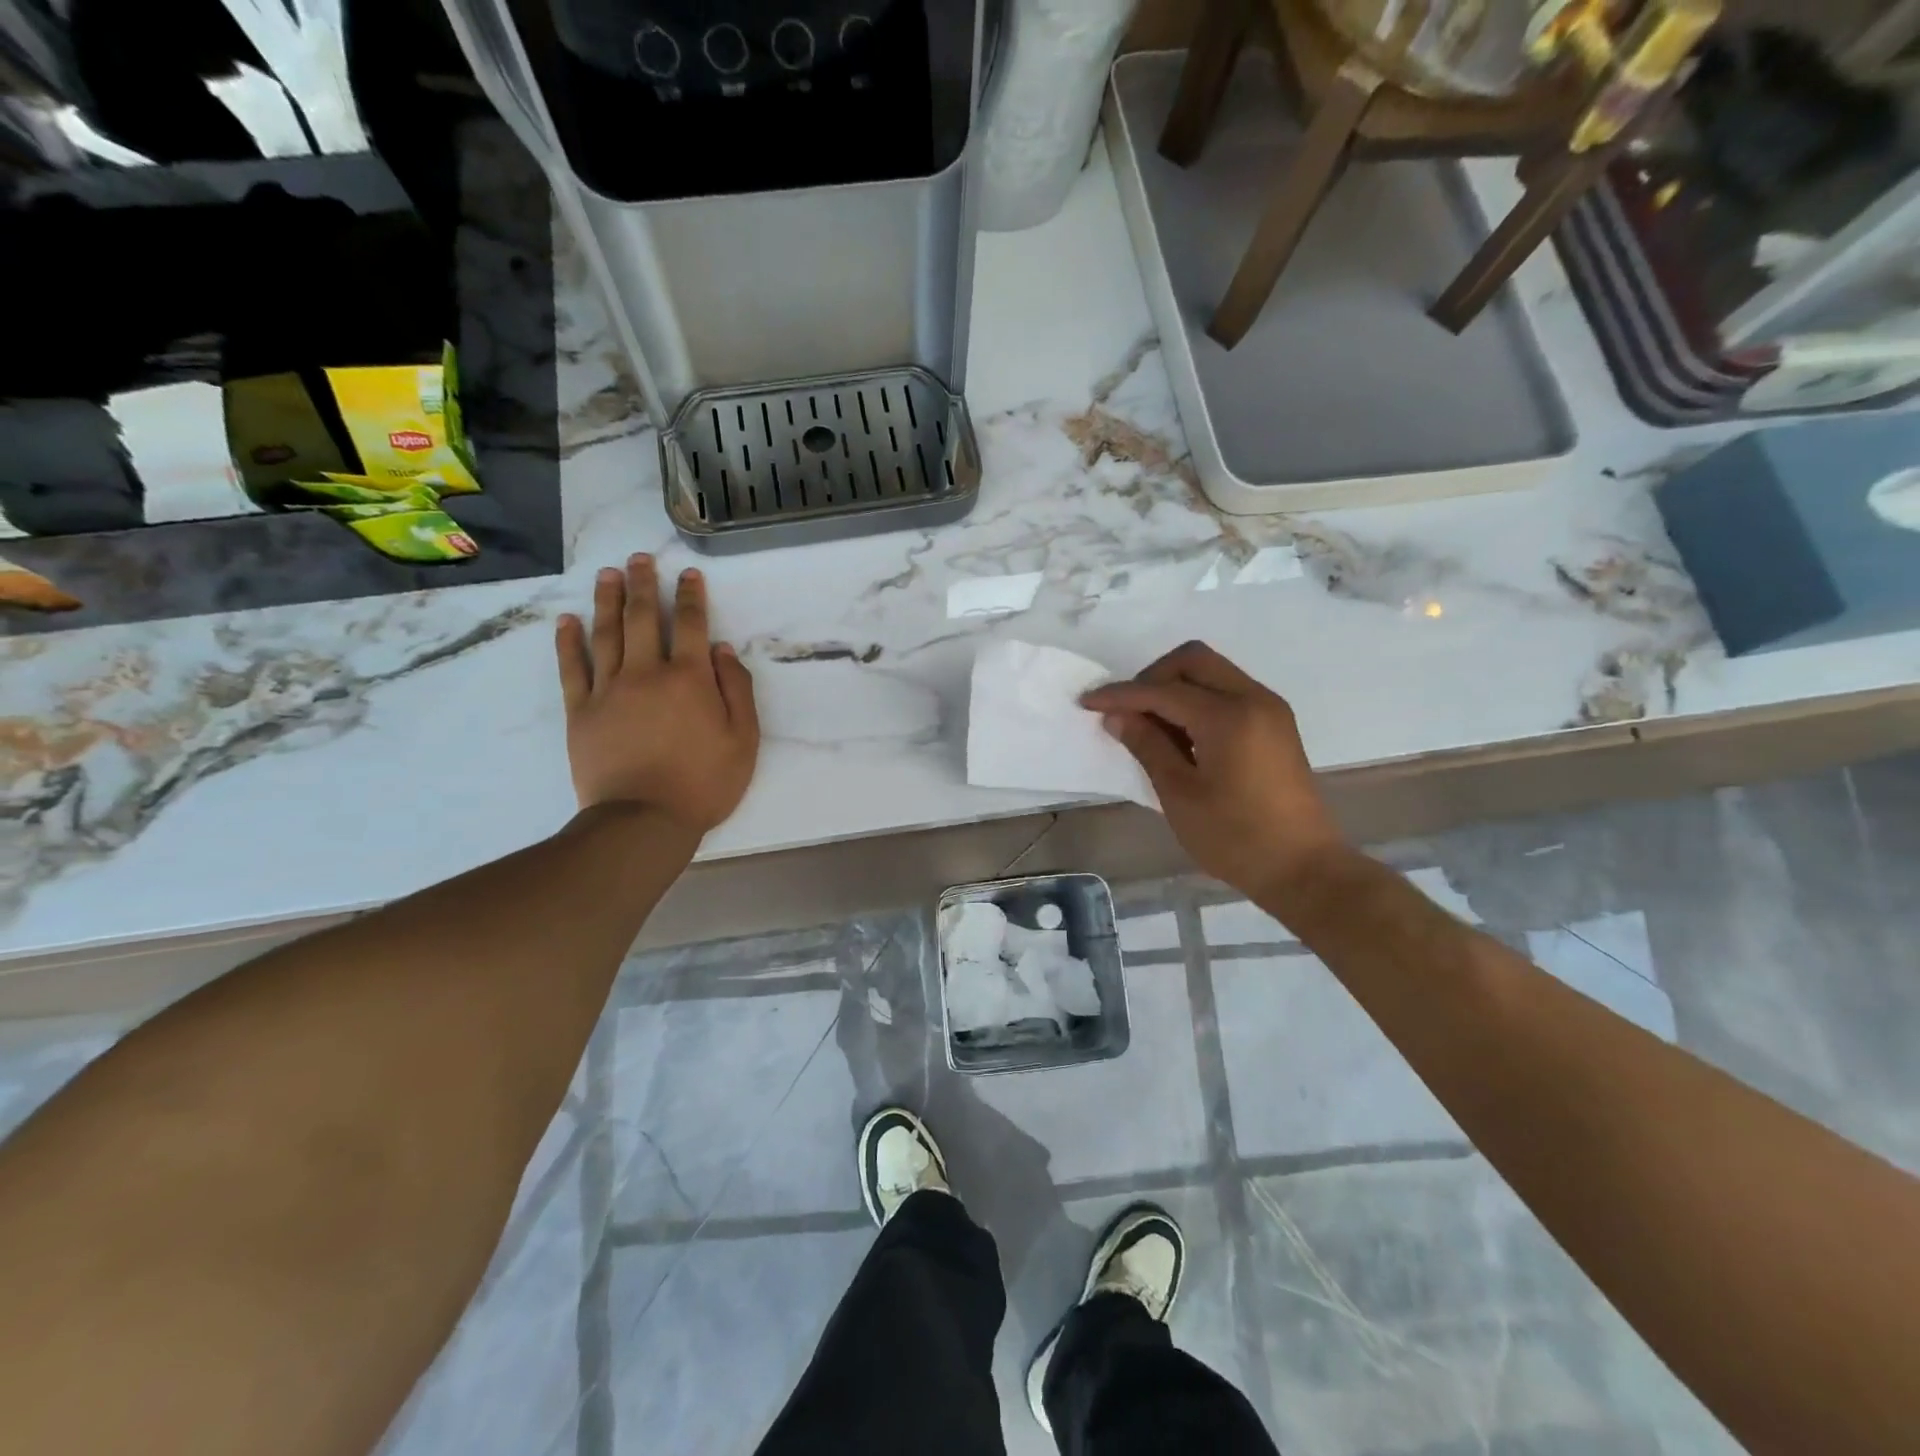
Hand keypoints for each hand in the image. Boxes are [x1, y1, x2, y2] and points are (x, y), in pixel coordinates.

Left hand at [555, 554, 758, 832]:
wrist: (643, 820)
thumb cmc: (704, 783)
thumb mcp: (744, 741)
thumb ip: (737, 690)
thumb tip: (722, 650)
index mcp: (690, 679)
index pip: (692, 625)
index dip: (692, 597)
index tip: (689, 575)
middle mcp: (647, 673)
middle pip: (644, 618)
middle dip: (644, 584)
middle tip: (639, 558)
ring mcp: (609, 690)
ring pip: (606, 633)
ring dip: (608, 600)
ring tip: (608, 574)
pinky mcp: (580, 711)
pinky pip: (572, 667)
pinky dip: (569, 641)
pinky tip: (568, 621)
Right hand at [1080, 642, 1347, 903]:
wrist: (1303, 868)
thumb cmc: (1235, 838)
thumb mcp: (1180, 795)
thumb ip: (1148, 746)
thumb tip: (1117, 716)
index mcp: (1228, 717)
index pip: (1163, 690)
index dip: (1121, 694)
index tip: (1087, 702)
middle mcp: (1253, 699)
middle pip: (1193, 660)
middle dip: (1152, 677)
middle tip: (1127, 711)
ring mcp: (1269, 708)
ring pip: (1212, 671)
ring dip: (1176, 686)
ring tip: (1150, 726)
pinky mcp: (1275, 724)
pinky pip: (1228, 691)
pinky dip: (1198, 700)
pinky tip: (1182, 734)